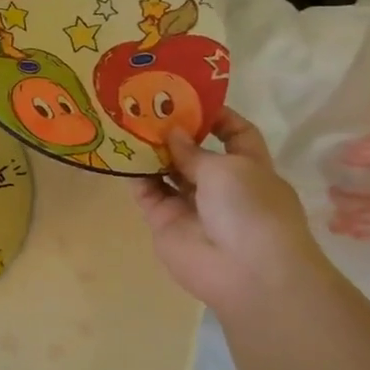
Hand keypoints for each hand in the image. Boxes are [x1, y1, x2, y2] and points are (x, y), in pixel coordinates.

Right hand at [133, 109, 329, 313]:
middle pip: (194, 152)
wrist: (246, 272)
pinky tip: (117, 153)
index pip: (236, 134)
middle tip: (143, 106)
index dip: (217, 116)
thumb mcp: (228, 168)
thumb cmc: (252, 210)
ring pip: (166, 171)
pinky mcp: (164, 222)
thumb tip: (173, 133)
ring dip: (149, 151)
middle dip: (174, 131)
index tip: (189, 97)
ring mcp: (190, 205)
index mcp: (250, 168)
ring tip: (124, 124)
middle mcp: (220, 185)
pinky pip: (146, 193)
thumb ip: (194, 151)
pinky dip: (134, 176)